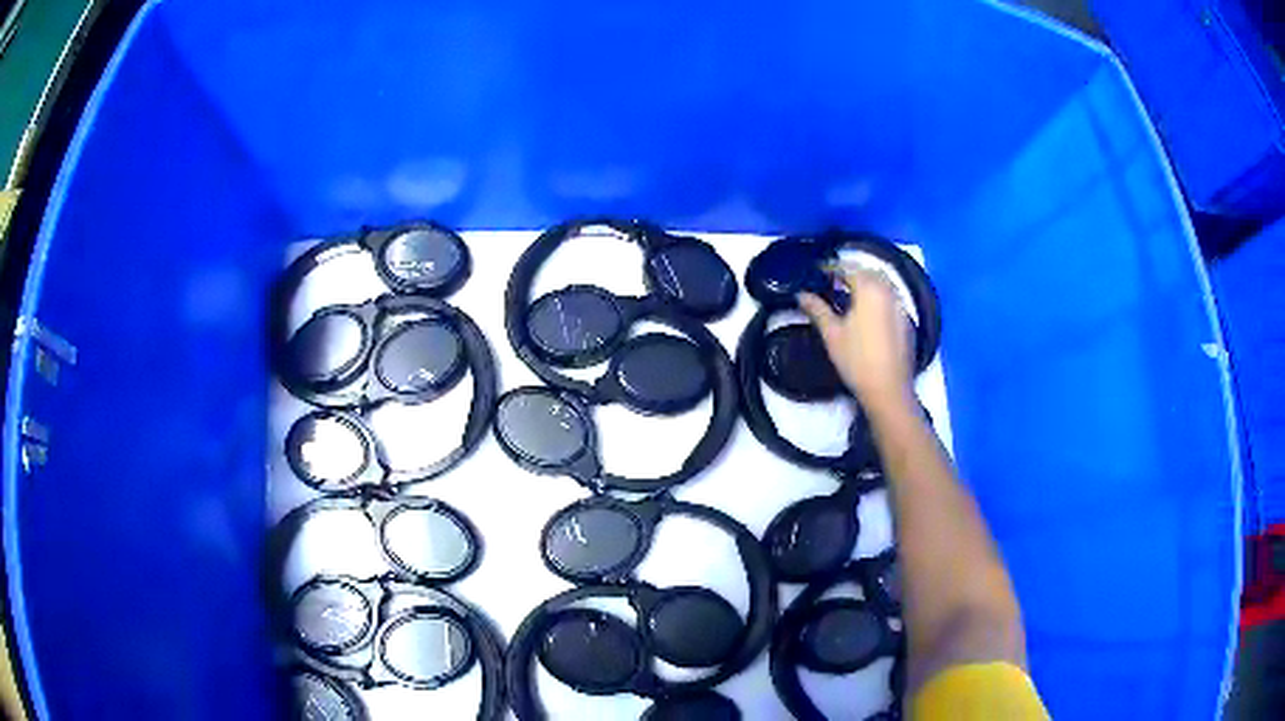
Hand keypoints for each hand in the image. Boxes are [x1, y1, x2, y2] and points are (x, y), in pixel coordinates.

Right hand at [799, 268, 913, 413]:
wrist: (889, 389)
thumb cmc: (857, 360)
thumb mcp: (832, 334)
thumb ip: (817, 309)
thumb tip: (801, 294)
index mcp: (870, 290)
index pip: (849, 269)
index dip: (832, 268)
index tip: (818, 270)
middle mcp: (889, 292)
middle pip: (869, 272)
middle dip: (852, 272)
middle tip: (833, 279)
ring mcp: (901, 307)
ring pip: (883, 285)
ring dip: (867, 283)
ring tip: (849, 294)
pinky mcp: (906, 322)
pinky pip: (891, 299)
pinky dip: (878, 297)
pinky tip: (868, 312)